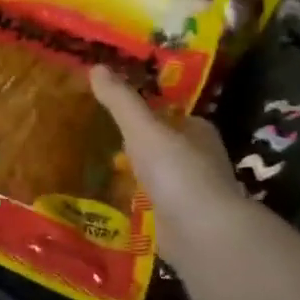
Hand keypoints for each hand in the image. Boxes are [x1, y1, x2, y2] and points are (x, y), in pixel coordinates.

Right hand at [89, 65, 242, 268]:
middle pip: (167, 146)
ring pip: (160, 176)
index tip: (122, 110)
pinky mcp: (181, 222)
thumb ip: (120, 101)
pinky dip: (136, 202)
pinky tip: (112, 200)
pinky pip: (153, 205)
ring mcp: (192, 194)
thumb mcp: (142, 129)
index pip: (176, 116)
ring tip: (101, 168)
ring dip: (139, 174)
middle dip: (142, 144)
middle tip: (104, 138)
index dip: (153, 112)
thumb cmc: (177, 172)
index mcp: (199, 134)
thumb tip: (96, 66)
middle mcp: (200, 161)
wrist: (202, 233)